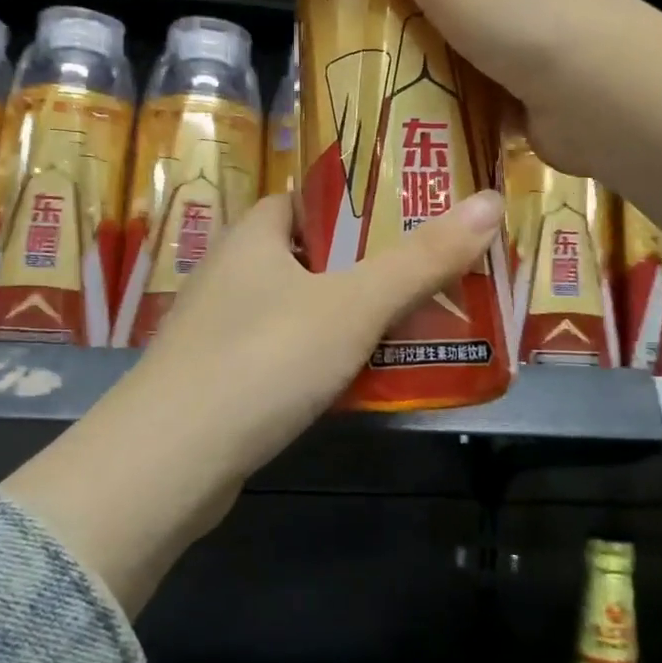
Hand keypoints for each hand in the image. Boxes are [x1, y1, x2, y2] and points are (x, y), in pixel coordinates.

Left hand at [0, 190, 504, 613]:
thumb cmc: (264, 359)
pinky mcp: (222, 381)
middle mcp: (231, 273)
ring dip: (349, 318)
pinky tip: (361, 381)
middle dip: (368, 267)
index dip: (359, 203)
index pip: (309, 200)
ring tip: (413, 326)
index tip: (413, 217)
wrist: (171, 462)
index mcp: (254, 235)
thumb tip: (490, 201)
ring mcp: (221, 330)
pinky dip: (324, 360)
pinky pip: (287, 355)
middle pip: (312, 256)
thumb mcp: (353, 305)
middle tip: (430, 276)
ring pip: (301, 310)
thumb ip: (421, 259)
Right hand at [296, 0, 646, 183]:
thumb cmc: (525, 18)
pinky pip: (486, 98)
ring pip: (467, 57)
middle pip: (452, 8)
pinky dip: (458, 110)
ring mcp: (547, 45)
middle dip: (411, 35)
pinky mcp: (546, 98)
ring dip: (432, 78)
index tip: (358, 13)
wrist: (606, 100)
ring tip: (385, 103)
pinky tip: (426, 127)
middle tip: (366, 66)